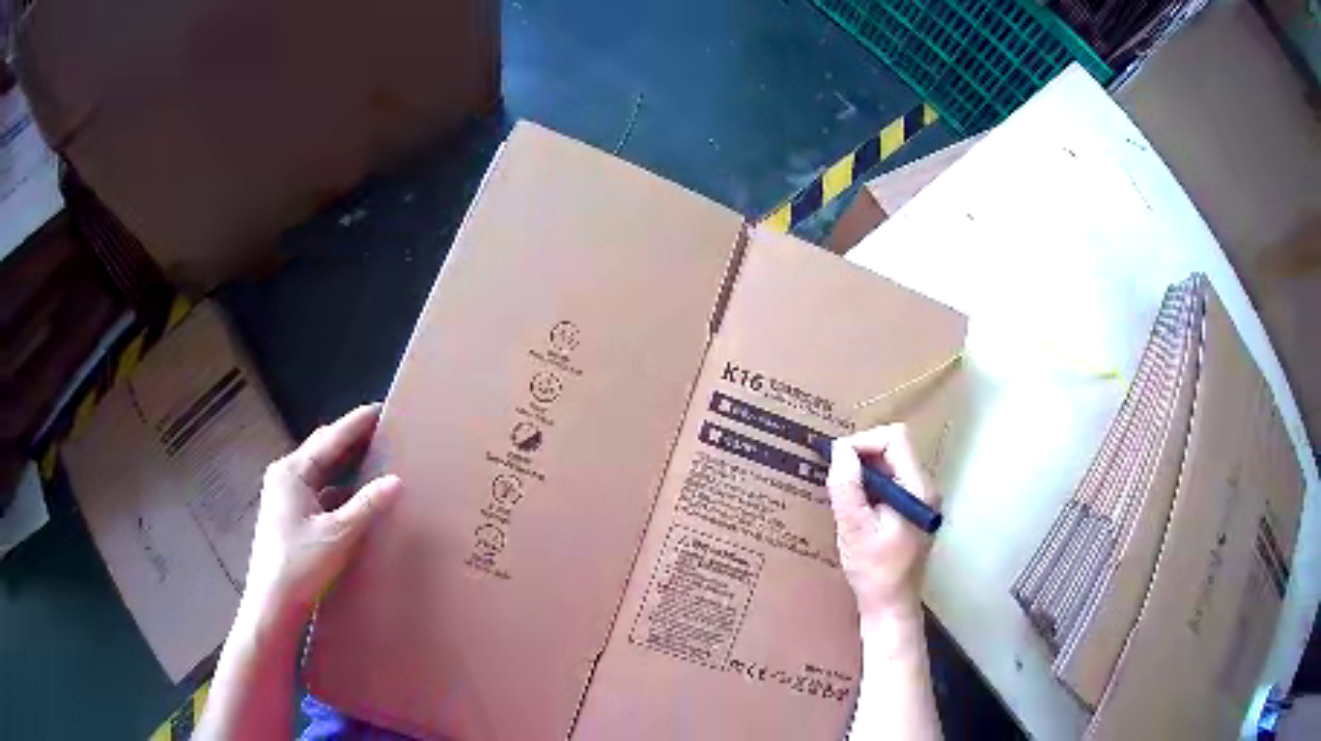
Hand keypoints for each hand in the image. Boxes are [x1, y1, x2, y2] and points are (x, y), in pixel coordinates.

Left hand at [245, 403, 402, 620]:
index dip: (356, 423)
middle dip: (351, 441)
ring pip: (321, 473)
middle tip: (383, 432)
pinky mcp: (290, 518)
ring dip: (346, 467)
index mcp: (292, 472)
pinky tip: (357, 499)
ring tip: (375, 460)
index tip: (381, 408)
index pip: (329, 439)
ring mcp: (285, 498)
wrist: (273, 604)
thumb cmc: (300, 564)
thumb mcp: (338, 534)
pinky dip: (340, 491)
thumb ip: (367, 505)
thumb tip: (396, 481)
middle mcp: (285, 477)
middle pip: (323, 451)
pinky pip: (319, 493)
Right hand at [826, 424, 938, 632]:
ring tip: (842, 495)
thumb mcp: (854, 529)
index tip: (835, 462)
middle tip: (834, 478)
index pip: (894, 438)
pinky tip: (855, 508)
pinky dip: (870, 486)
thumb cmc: (875, 572)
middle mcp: (926, 488)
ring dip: (864, 472)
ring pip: (891, 464)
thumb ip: (847, 487)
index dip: (862, 442)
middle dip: (861, 456)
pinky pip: (891, 483)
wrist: (891, 607)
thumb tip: (839, 450)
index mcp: (918, 489)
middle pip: (894, 448)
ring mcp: (921, 500)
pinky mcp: (913, 511)